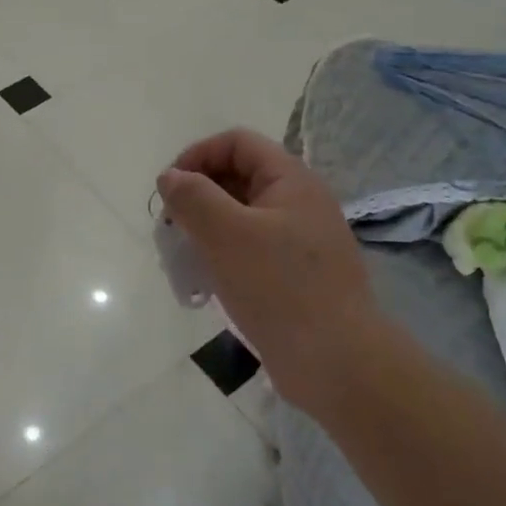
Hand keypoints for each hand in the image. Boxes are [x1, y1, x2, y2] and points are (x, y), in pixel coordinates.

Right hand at [157, 129, 383, 412]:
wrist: (336, 361)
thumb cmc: (279, 287)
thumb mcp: (226, 234)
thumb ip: (193, 197)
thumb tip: (171, 177)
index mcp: (291, 180)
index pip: (237, 143)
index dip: (198, 155)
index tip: (169, 189)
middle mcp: (299, 203)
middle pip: (238, 177)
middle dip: (198, 194)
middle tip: (170, 226)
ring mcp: (300, 241)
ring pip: (242, 216)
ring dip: (206, 227)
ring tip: (183, 256)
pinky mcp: (295, 275)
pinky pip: (251, 249)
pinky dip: (223, 255)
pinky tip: (207, 282)